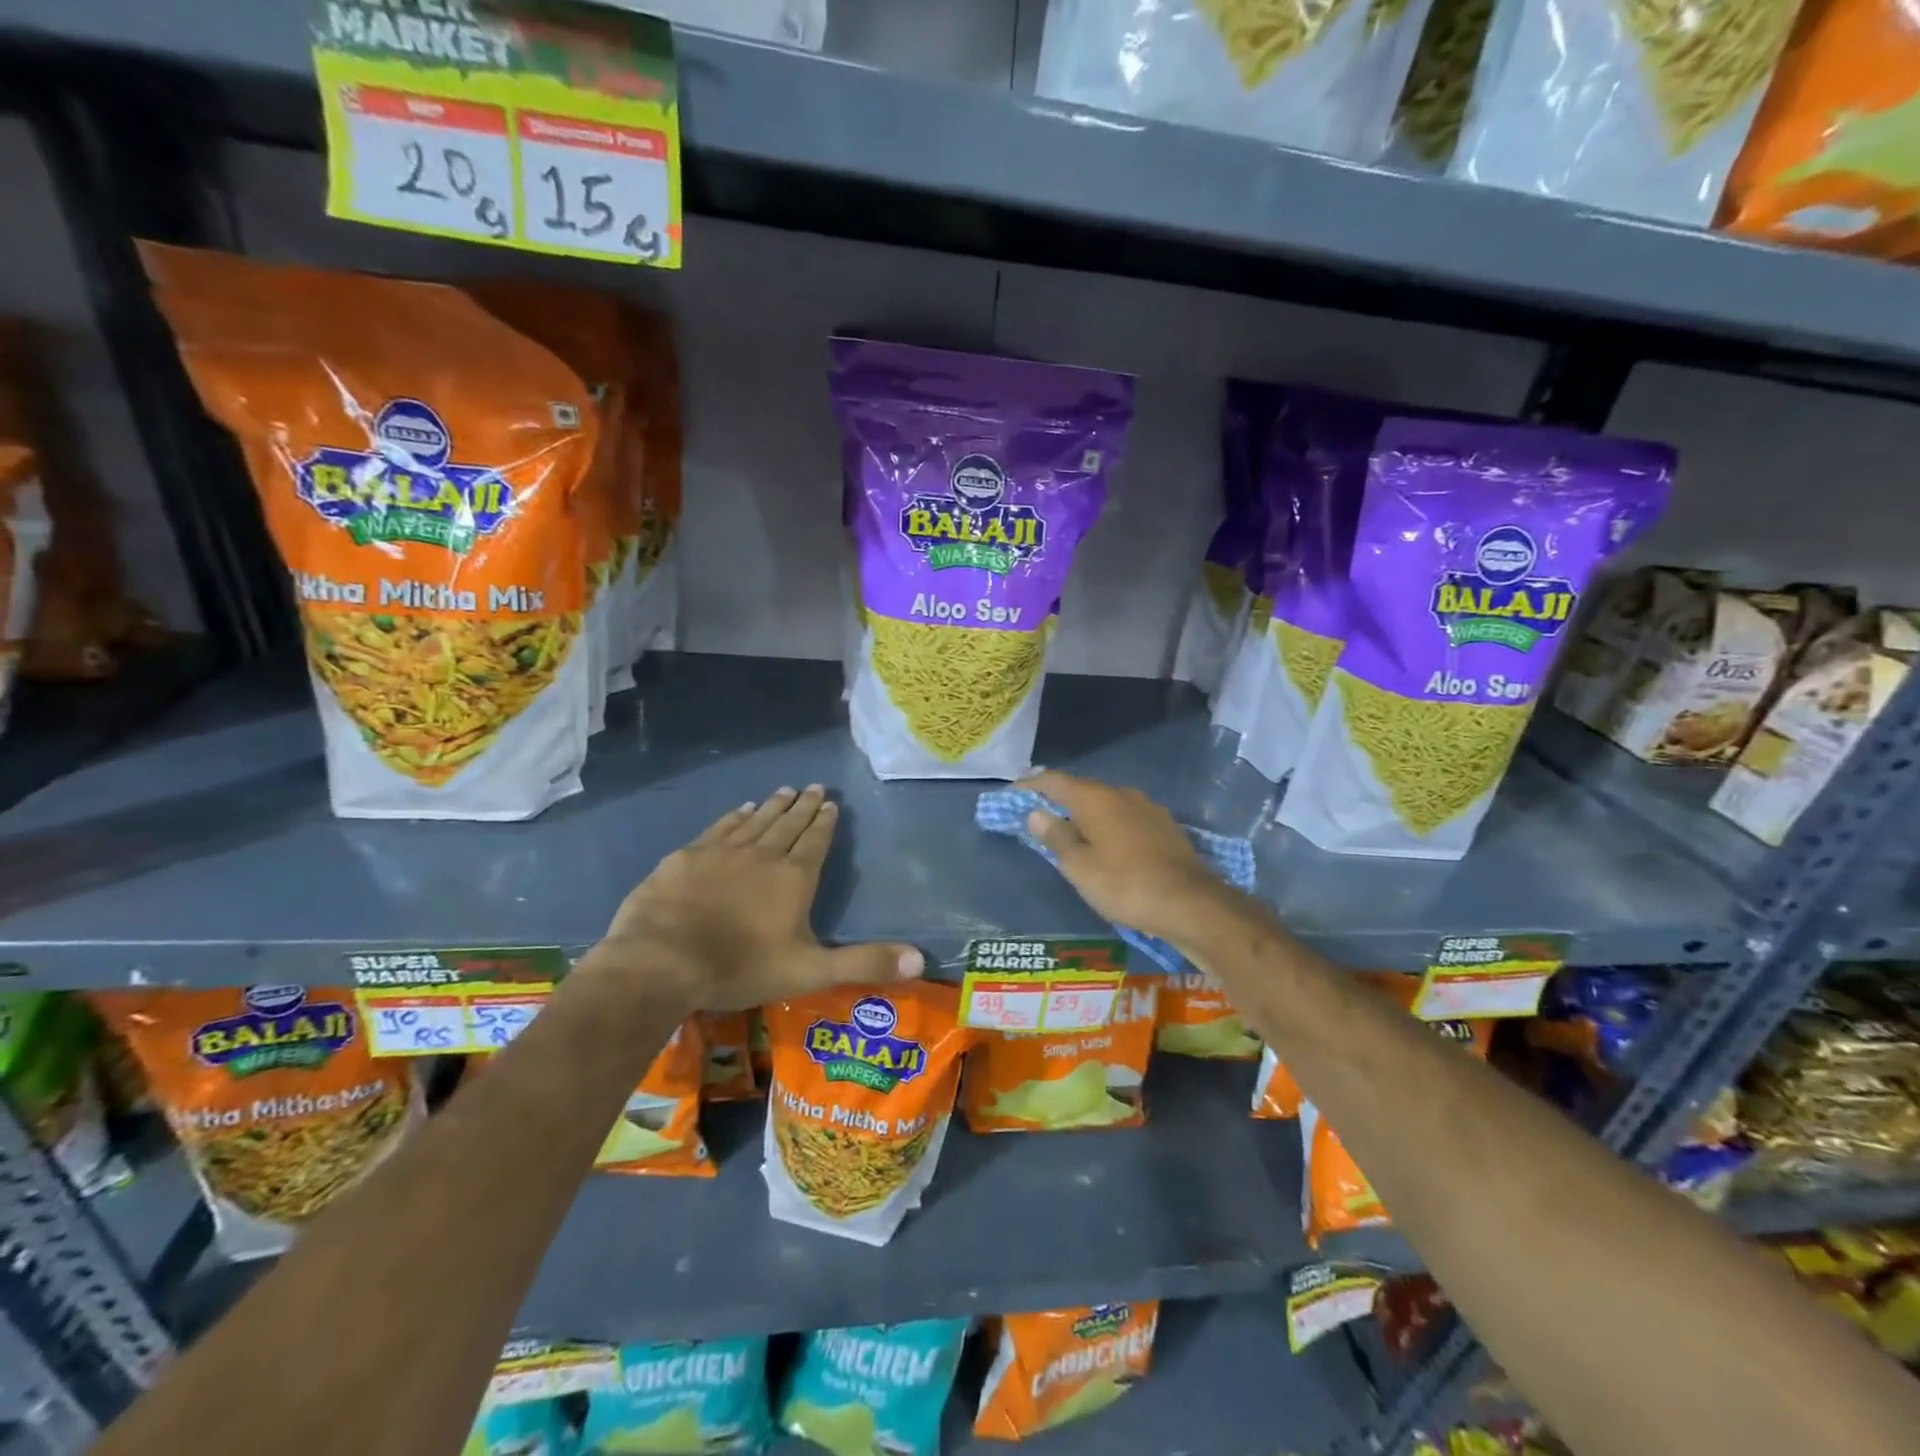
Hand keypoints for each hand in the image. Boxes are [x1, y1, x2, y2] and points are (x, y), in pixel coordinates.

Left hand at [586, 786, 922, 1011]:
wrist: (662, 961)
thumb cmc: (740, 967)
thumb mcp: (810, 971)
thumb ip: (864, 963)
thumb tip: (921, 958)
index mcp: (794, 877)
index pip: (816, 840)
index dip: (825, 821)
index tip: (831, 802)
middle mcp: (763, 854)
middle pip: (788, 823)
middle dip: (804, 805)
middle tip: (814, 786)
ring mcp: (723, 851)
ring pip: (756, 820)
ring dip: (773, 805)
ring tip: (785, 789)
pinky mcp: (688, 856)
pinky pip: (721, 827)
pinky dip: (736, 816)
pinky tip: (742, 809)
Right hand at [1021, 770, 1242, 945]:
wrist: (1191, 904)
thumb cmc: (1124, 885)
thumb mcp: (1079, 867)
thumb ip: (1056, 837)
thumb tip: (1036, 813)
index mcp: (1095, 798)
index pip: (1054, 781)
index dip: (1031, 785)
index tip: (1012, 794)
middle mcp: (1122, 794)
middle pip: (1082, 790)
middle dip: (1059, 800)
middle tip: (1038, 815)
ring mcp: (1148, 809)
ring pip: (1107, 804)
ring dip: (1086, 814)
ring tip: (1071, 832)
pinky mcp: (1166, 828)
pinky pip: (1126, 819)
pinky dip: (1109, 826)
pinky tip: (1107, 844)